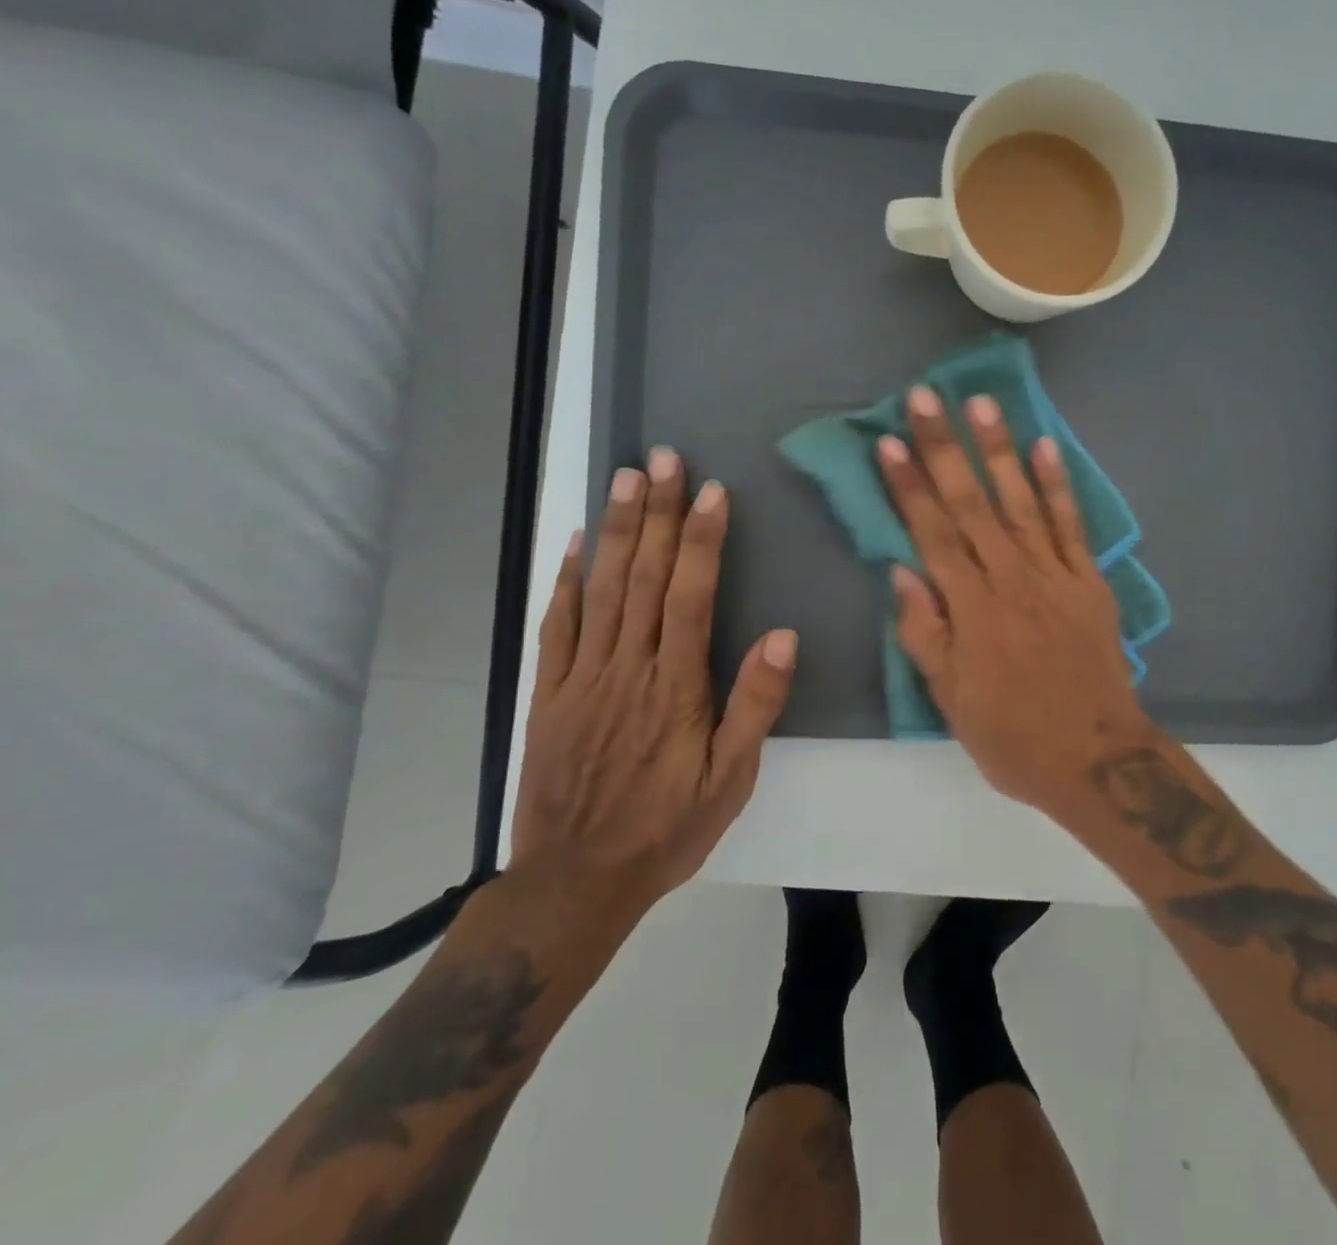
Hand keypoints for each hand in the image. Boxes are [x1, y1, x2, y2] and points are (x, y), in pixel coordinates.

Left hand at [511, 450, 796, 925]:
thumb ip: (755, 706)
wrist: (576, 880)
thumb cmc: (667, 827)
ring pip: (602, 589)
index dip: (701, 541)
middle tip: (665, 460)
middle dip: (658, 514)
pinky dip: (567, 580)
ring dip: (615, 530)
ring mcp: (583, 677)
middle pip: (644, 578)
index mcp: (676, 687)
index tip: (711, 493)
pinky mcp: (551, 692)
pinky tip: (577, 543)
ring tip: (626, 478)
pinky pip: (557, 626)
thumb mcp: (730, 779)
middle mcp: (628, 668)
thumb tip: (781, 636)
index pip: (691, 597)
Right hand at [877, 389, 1151, 814]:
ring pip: (1022, 502)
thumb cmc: (1014, 737)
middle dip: (946, 448)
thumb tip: (902, 573)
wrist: (1098, 759)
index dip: (909, 487)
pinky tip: (1045, 446)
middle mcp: (1012, 580)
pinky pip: (1072, 525)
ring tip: (982, 403)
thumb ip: (925, 634)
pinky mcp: (1090, 582)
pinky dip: (1058, 485)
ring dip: (1000, 450)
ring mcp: (1056, 576)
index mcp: (972, 611)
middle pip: (972, 504)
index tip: (890, 442)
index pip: (932, 535)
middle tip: (926, 397)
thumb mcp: (952, 702)